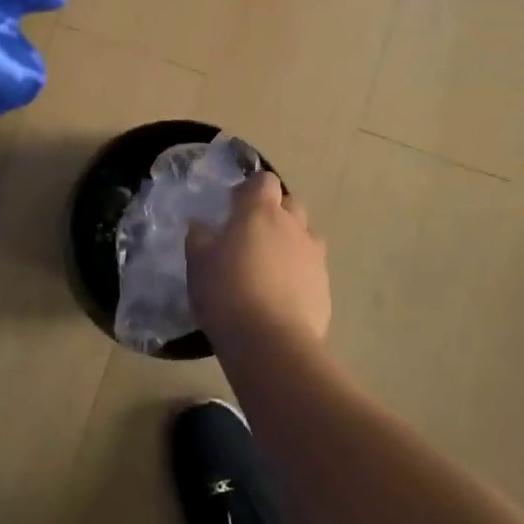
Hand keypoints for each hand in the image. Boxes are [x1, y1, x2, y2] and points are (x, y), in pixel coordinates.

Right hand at [185, 172, 330, 352]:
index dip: (250, 190)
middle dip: (275, 212)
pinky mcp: (325, 285)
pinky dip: (300, 272)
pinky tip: (283, 295)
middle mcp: (293, 225)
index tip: (234, 207)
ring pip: (305, 234)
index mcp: (260, 212)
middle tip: (252, 235)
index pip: (264, 180)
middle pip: (290, 203)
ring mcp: (314, 255)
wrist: (271, 343)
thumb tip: (202, 225)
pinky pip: (312, 267)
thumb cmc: (227, 294)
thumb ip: (200, 238)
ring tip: (270, 265)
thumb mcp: (198, 264)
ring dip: (290, 241)